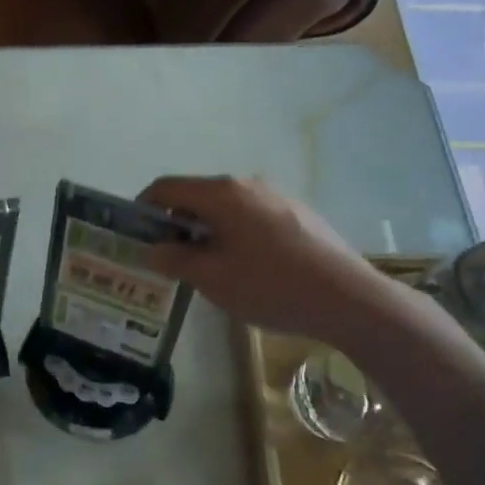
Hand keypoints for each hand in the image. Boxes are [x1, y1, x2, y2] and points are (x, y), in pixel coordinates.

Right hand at [137, 175, 394, 342]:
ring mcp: (278, 198)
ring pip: (227, 208)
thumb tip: (155, 249)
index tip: (134, 233)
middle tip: (166, 257)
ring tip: (205, 266)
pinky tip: (246, 268)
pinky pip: (252, 218)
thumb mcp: (211, 278)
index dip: (143, 207)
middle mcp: (248, 185)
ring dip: (206, 230)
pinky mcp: (300, 216)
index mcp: (221, 193)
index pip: (166, 187)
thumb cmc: (270, 285)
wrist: (350, 300)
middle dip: (175, 223)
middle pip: (197, 195)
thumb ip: (175, 259)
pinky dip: (235, 234)